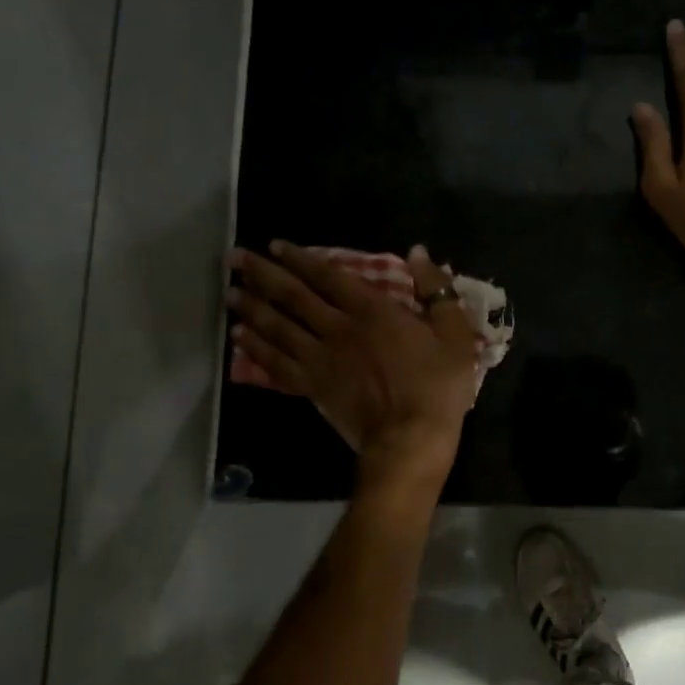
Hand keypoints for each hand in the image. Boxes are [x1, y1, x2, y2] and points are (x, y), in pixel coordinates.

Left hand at [228, 242, 480, 475]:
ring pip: (278, 327)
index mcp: (372, 311)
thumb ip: (436, 290)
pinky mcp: (313, 388)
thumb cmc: (437, 386)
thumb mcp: (454, 333)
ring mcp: (321, 359)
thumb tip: (417, 252)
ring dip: (252, 307)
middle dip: (263, 274)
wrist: (411, 439)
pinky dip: (257, 349)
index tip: (276, 245)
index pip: (329, 276)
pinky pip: (277, 364)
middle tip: (235, 258)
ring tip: (229, 291)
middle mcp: (338, 328)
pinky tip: (239, 337)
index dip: (301, 259)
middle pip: (293, 296)